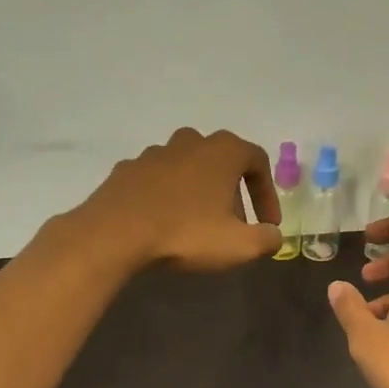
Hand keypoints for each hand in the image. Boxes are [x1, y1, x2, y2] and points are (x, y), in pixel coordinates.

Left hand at [76, 128, 280, 270]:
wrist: (114, 233)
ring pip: (189, 168)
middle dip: (233, 192)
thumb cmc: (185, 233)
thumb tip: (274, 236)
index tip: (267, 224)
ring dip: (200, 192)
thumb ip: (267, 239)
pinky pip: (158, 180)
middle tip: (234, 225)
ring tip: (199, 224)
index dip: (267, 194)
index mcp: (222, 151)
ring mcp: (155, 153)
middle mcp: (190, 142)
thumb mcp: (239, 245)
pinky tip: (165, 222)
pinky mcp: (127, 169)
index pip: (258, 162)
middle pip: (223, 162)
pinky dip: (168, 196)